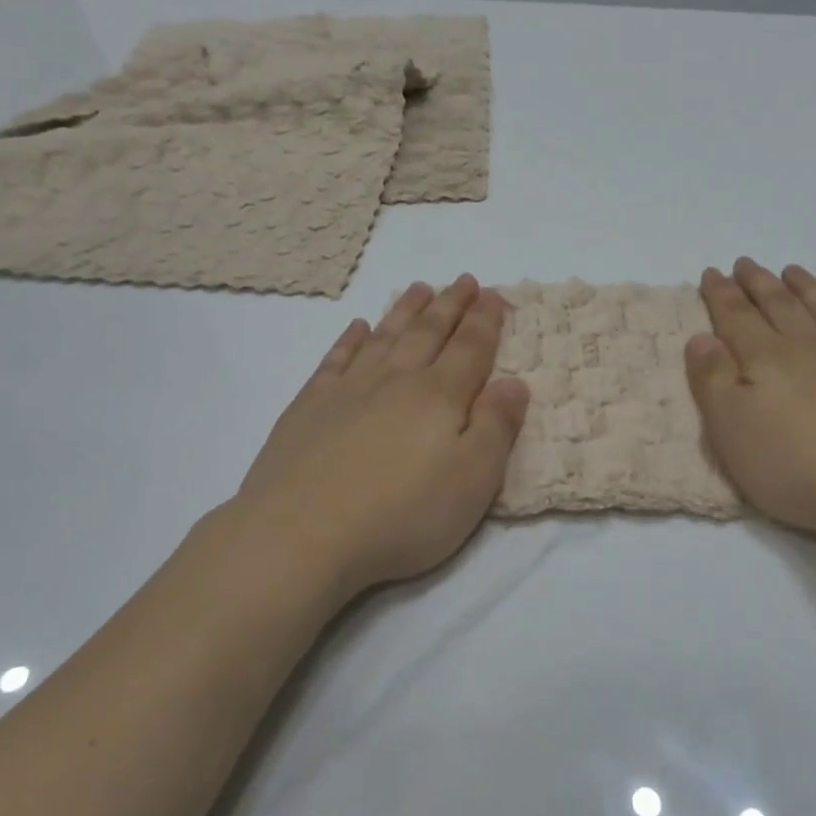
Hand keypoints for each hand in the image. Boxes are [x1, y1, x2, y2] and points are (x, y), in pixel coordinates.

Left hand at [220, 275, 529, 599]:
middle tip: (463, 280)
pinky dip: (350, 340)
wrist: (300, 536)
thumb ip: (496, 427)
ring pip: (385, 337)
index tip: (493, 293)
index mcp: (439, 397)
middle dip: (450, 305)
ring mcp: (347, 391)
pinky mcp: (309, 408)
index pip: (470, 348)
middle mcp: (395, 381)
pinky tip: (358, 328)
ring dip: (405, 311)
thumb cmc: (401, 516)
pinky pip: (336, 360)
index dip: (485, 320)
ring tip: (419, 288)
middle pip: (428, 333)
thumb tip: (514, 382)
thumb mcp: (472, 481)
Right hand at [685, 259, 815, 540]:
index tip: (711, 272)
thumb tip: (700, 338)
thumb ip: (712, 382)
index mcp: (765, 360)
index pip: (736, 317)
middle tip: (745, 263)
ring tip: (791, 270)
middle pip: (778, 305)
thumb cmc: (799, 467)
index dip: (721, 294)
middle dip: (757, 283)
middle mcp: (808, 346)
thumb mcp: (733, 432)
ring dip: (805, 286)